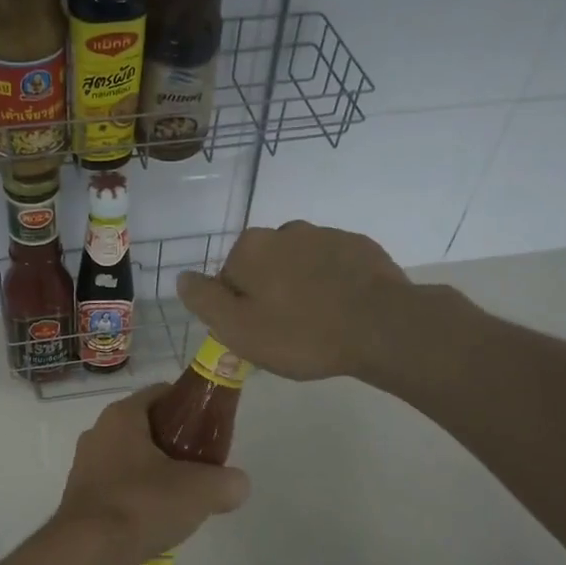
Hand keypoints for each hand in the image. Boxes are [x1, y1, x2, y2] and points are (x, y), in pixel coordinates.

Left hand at [52, 385, 250, 564]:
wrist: (88, 552)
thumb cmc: (143, 504)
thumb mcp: (202, 490)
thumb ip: (227, 482)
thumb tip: (237, 485)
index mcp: (121, 416)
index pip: (161, 393)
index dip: (189, 407)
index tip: (209, 430)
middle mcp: (97, 433)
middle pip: (146, 429)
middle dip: (174, 446)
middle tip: (199, 469)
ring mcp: (84, 467)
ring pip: (130, 461)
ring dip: (154, 476)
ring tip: (179, 502)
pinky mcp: (79, 499)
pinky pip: (116, 489)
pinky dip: (136, 500)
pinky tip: (153, 523)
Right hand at [175, 221, 416, 381]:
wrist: (382, 327)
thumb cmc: (300, 333)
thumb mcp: (237, 329)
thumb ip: (203, 300)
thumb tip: (183, 277)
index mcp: (251, 248)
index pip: (228, 278)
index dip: (237, 308)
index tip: (256, 333)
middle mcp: (285, 230)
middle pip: (264, 267)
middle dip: (269, 293)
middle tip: (286, 333)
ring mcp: (327, 235)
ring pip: (299, 265)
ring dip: (301, 287)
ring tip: (318, 324)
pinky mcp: (361, 247)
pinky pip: (333, 267)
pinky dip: (332, 284)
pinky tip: (343, 312)